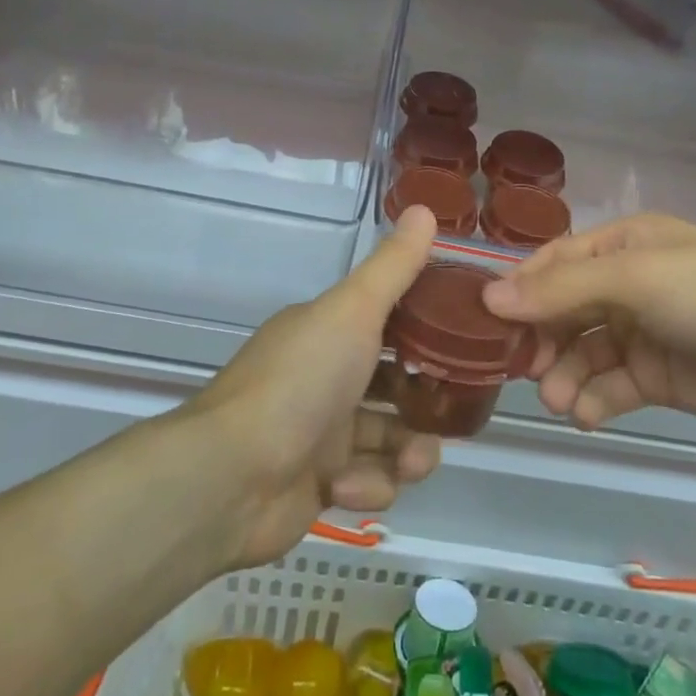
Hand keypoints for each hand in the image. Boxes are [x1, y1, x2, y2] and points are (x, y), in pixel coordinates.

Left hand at [185, 207, 443, 567]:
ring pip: (391, 440)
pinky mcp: (320, 486)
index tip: (463, 341)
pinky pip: (367, 483)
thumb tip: (425, 208)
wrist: (232, 476)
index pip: (387, 325)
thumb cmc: (300, 381)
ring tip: (408, 463)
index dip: (426, 332)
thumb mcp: (353, 311)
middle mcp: (324, 378)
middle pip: (396, 388)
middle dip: (426, 404)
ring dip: (408, 453)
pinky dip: (366, 486)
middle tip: (450, 412)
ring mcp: (321, 434)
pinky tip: (347, 487)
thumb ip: (393, 267)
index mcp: (327, 333)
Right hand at [481, 213, 695, 435]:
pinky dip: (594, 401)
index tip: (488, 321)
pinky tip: (586, 415)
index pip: (556, 262)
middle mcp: (628, 286)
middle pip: (564, 310)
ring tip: (557, 401)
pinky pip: (611, 386)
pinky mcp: (659, 377)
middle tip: (523, 369)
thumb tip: (490, 298)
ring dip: (564, 376)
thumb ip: (562, 291)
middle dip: (541, 339)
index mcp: (625, 246)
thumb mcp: (637, 279)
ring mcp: (643, 333)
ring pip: (583, 353)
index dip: (522, 289)